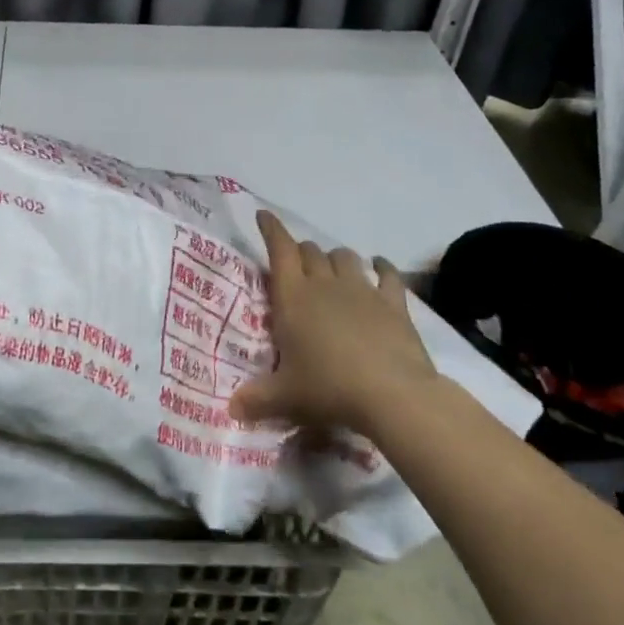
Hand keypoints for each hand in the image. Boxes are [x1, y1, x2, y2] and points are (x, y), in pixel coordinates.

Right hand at [228, 211, 437, 434]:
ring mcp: (361, 289)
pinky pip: (387, 274)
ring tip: (333, 269)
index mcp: (293, 296)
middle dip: (301, 252)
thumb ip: (257, 399)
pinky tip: (380, 266)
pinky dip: (382, 267)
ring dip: (335, 258)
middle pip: (310, 251)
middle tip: (297, 266)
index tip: (263, 215)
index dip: (271, 229)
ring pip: (344, 257)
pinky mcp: (393, 302)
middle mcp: (324, 283)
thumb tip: (230, 409)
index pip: (279, 248)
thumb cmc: (329, 388)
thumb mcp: (286, 397)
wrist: (392, 393)